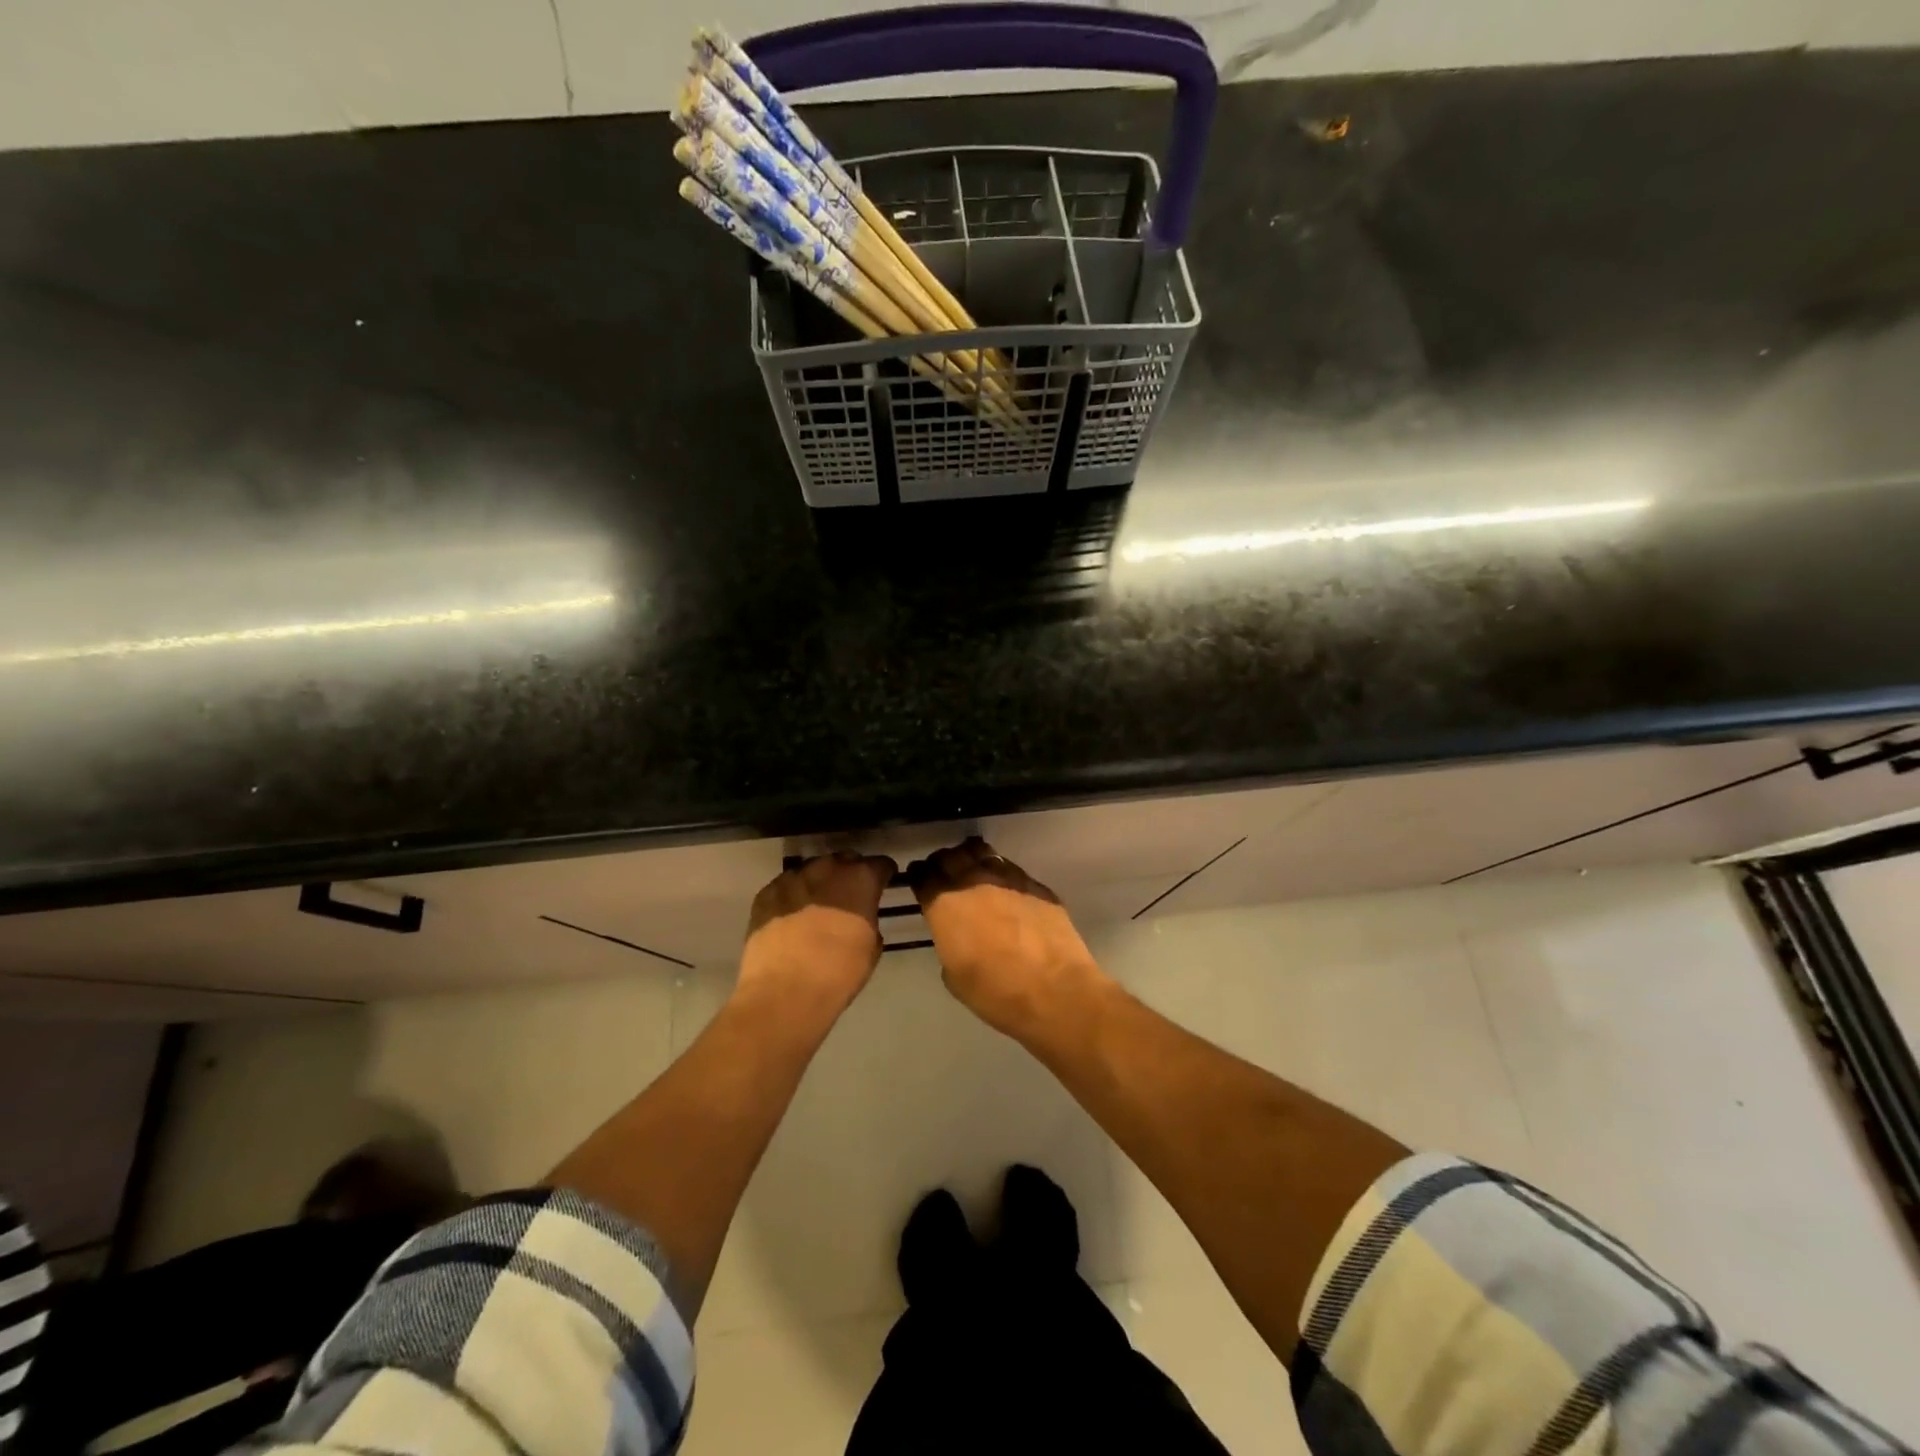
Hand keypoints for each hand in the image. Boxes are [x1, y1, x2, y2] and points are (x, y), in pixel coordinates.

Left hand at [738, 851, 897, 1020]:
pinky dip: (792, 895)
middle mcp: (828, 868)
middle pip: (844, 860)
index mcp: (860, 878)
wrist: (785, 991)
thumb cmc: (839, 972)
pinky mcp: (766, 892)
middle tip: (849, 895)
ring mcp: (793, 877)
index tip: (883, 883)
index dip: (883, 874)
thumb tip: (862, 915)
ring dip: (819, 882)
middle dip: (849, 873)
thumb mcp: (871, 946)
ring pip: (812, 870)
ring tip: (817, 904)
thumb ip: (869, 918)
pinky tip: (791, 916)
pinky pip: (785, 886)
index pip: (880, 864)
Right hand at [908, 838, 1107, 1038]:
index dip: (919, 876)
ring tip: (974, 871)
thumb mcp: (954, 976)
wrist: (1055, 991)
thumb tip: (956, 935)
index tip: (920, 880)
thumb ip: (948, 943)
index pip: (922, 875)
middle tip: (944, 873)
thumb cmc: (996, 992)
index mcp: (945, 904)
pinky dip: (1002, 874)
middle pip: (951, 857)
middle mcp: (973, 881)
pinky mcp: (1036, 885)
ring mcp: (1008, 879)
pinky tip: (1007, 891)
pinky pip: (1011, 870)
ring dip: (973, 859)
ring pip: (982, 854)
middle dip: (943, 862)